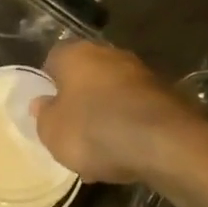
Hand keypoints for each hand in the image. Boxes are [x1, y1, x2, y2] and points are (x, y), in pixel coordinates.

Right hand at [31, 41, 207, 184]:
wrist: (163, 143)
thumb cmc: (94, 131)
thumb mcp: (52, 131)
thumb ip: (43, 115)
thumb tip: (42, 103)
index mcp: (76, 54)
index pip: (53, 60)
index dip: (48, 84)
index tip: (47, 109)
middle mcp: (108, 53)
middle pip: (86, 75)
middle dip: (79, 99)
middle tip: (71, 129)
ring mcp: (141, 72)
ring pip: (112, 93)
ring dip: (104, 114)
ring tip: (98, 151)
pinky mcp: (165, 94)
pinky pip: (135, 110)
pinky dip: (128, 126)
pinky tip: (124, 153)